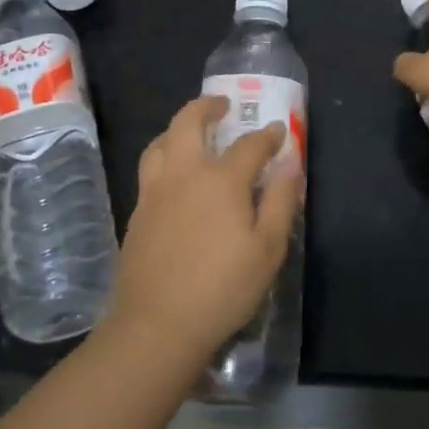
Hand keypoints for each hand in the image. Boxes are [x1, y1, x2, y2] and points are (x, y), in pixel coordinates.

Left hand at [105, 96, 303, 367]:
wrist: (158, 325)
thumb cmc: (222, 288)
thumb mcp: (267, 249)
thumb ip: (279, 202)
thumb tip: (290, 164)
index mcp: (221, 180)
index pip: (249, 145)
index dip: (267, 136)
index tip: (278, 131)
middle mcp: (184, 174)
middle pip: (188, 122)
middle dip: (206, 106)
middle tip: (221, 104)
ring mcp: (155, 191)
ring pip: (160, 142)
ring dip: (177, 128)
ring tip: (191, 132)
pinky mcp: (138, 212)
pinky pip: (150, 169)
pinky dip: (164, 156)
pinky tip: (174, 176)